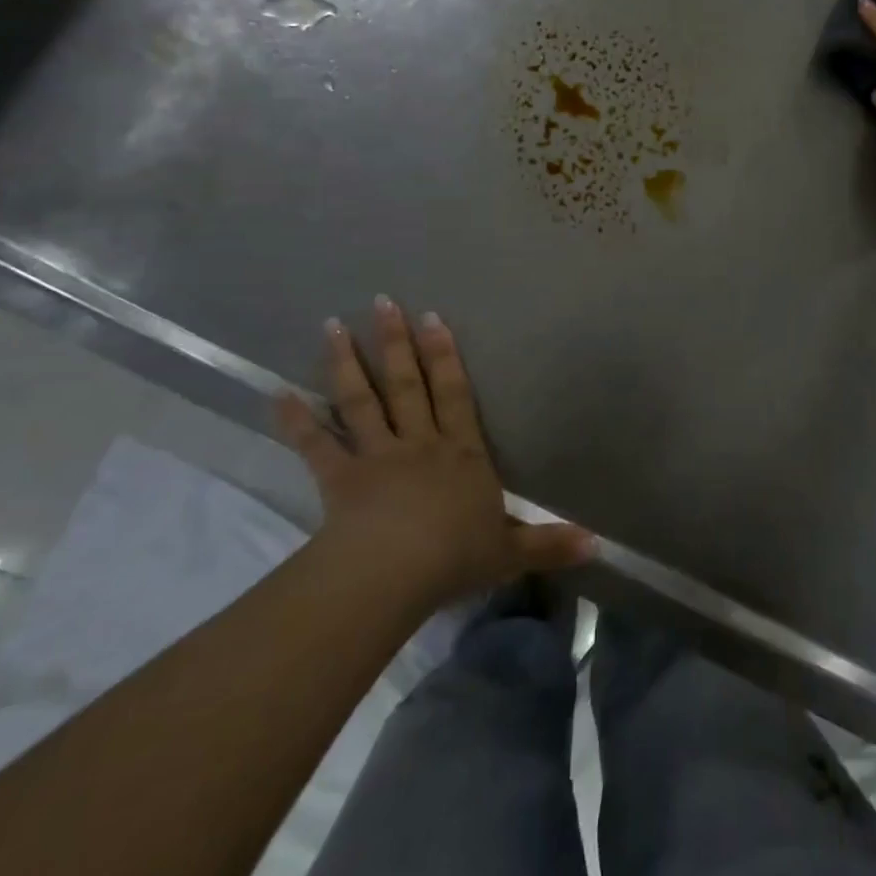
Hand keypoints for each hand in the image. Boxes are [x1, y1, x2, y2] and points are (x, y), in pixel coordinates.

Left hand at [276, 297, 594, 612]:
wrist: (397, 573)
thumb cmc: (456, 555)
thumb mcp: (511, 552)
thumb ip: (550, 543)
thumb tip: (597, 543)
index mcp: (461, 454)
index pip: (455, 395)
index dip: (445, 356)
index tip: (432, 318)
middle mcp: (419, 444)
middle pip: (407, 385)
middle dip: (396, 343)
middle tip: (383, 302)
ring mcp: (376, 457)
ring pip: (361, 401)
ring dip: (346, 362)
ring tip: (331, 325)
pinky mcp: (340, 479)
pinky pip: (316, 445)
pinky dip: (296, 420)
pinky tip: (277, 394)